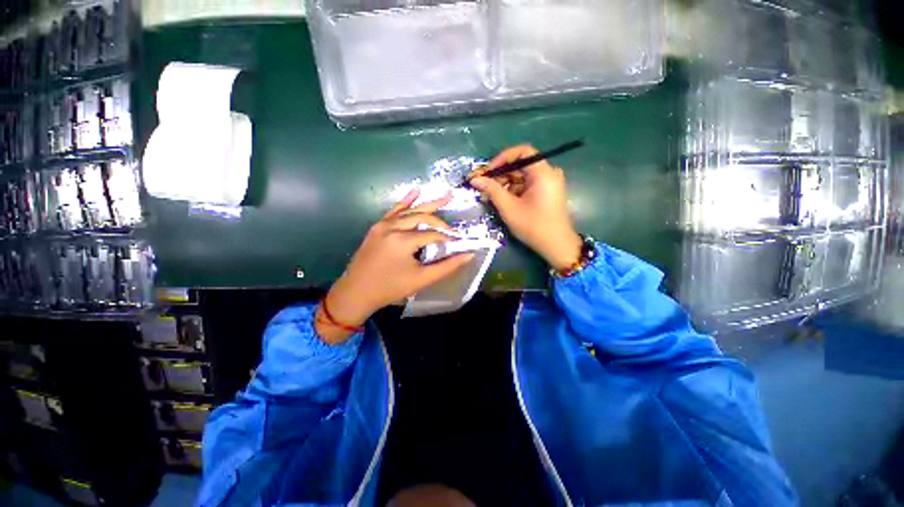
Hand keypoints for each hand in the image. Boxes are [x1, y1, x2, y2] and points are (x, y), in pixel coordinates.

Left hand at [316, 189, 474, 343]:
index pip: (433, 234)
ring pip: (410, 211)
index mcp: (403, 240)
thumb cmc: (390, 288)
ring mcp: (383, 225)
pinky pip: (394, 210)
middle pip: (423, 217)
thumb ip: (447, 266)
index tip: (458, 242)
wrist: (356, 292)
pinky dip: (406, 201)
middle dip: (440, 222)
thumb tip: (469, 255)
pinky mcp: (377, 227)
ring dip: (428, 205)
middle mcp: (393, 227)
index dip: (448, 238)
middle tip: (454, 228)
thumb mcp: (422, 279)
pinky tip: (416, 191)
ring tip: (445, 196)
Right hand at [470, 145, 581, 270]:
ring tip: (489, 195)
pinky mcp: (546, 192)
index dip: (502, 159)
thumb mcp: (509, 208)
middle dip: (500, 174)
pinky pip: (526, 184)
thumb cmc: (533, 226)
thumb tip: (474, 179)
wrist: (556, 246)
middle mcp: (548, 173)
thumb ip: (492, 190)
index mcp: (543, 173)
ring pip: (522, 175)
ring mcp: (548, 183)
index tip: (487, 172)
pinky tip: (502, 199)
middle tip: (484, 186)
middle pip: (520, 165)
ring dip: (505, 183)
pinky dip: (513, 190)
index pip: (521, 152)